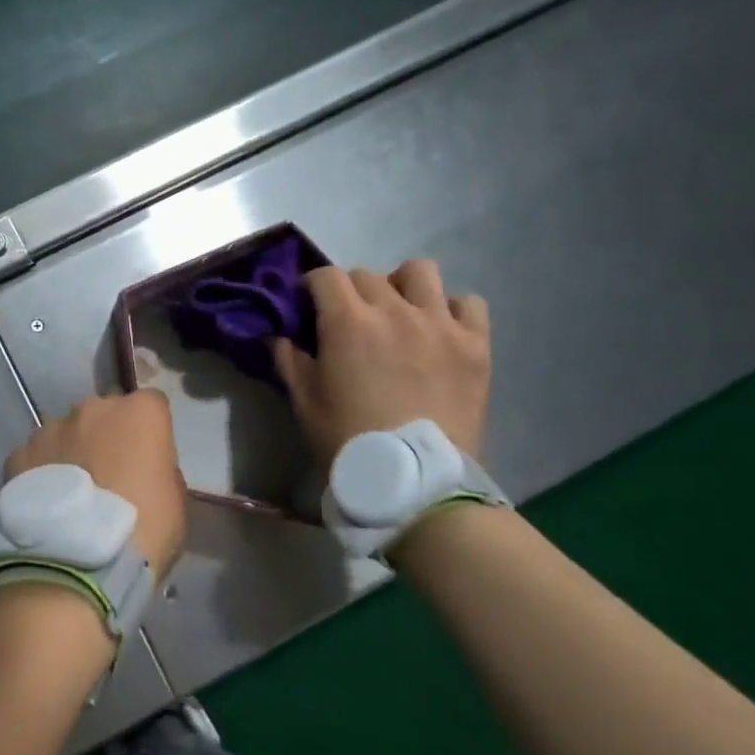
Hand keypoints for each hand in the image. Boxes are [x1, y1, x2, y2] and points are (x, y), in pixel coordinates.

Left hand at [3, 391, 188, 576]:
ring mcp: (52, 427)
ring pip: (67, 432)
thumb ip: (161, 470)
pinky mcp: (19, 453)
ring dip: (72, 451)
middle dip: (108, 436)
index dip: (150, 432)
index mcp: (140, 413)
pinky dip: (41, 473)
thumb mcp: (175, 502)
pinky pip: (36, 457)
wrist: (77, 564)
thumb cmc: (143, 531)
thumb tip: (145, 468)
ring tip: (72, 494)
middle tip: (109, 475)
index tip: (148, 460)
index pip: (152, 405)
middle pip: (105, 413)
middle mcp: (94, 408)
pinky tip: (45, 505)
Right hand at [274, 260, 490, 463]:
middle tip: (350, 321)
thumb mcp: (305, 403)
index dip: (312, 286)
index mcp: (348, 322)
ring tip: (400, 311)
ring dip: (403, 285)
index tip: (309, 305)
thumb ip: (289, 360)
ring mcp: (439, 324)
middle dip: (351, 291)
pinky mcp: (475, 344)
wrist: (416, 482)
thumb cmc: (350, 441)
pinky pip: (469, 303)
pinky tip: (441, 330)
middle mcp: (394, 310)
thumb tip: (279, 335)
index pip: (325, 275)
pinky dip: (452, 310)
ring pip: (420, 272)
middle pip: (367, 275)